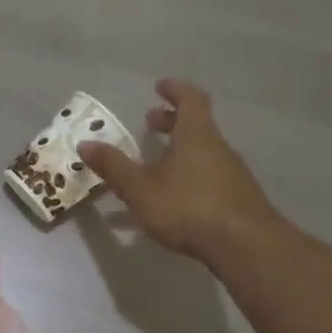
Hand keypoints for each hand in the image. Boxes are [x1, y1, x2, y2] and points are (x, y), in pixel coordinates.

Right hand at [79, 79, 279, 263]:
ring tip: (154, 163)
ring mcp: (231, 174)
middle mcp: (218, 148)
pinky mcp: (237, 198)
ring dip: (179, 150)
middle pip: (197, 125)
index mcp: (196, 136)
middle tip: (150, 122)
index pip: (191, 99)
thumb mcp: (140, 188)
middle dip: (172, 121)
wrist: (245, 246)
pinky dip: (188, 174)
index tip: (160, 86)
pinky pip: (207, 175)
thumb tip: (85, 143)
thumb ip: (113, 166)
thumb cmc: (188, 207)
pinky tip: (172, 198)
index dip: (175, 89)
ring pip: (203, 151)